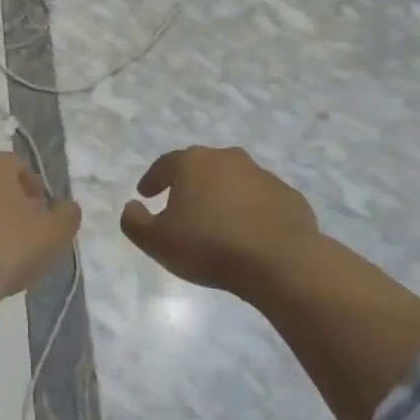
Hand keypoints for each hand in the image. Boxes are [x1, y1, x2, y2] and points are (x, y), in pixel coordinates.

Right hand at [119, 146, 320, 299]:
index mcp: (193, 163)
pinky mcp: (287, 195)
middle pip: (201, 167)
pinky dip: (250, 209)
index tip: (146, 194)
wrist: (279, 260)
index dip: (152, 180)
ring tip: (215, 220)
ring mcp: (262, 175)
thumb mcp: (157, 241)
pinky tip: (247, 231)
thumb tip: (131, 207)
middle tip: (179, 203)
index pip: (165, 165)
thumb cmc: (209, 247)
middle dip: (188, 182)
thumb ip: (135, 222)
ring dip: (221, 195)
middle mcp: (227, 159)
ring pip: (233, 180)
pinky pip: (260, 199)